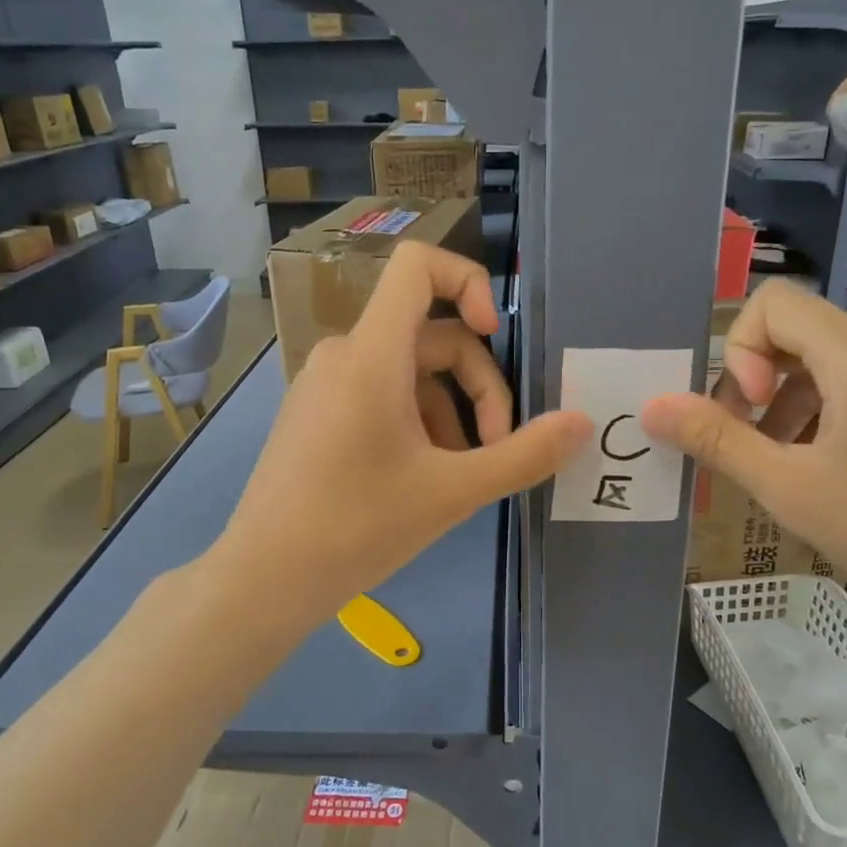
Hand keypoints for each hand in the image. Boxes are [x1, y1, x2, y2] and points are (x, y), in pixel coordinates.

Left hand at [214, 243, 591, 629]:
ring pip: (408, 373)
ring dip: (450, 412)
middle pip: (431, 336)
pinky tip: (423, 477)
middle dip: (478, 387)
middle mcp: (343, 355)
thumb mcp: (454, 493)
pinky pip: (378, 395)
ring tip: (461, 474)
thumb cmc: (357, 527)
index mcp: (372, 354)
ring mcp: (324, 385)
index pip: (418, 267)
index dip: (469, 281)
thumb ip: (524, 454)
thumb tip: (582, 424)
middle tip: (496, 450)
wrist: (264, 579)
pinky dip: (415, 421)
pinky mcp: (315, 414)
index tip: (495, 336)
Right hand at [642, 280, 846, 645]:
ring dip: (796, 402)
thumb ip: (714, 439)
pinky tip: (841, 469)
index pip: (775, 304)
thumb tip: (651, 406)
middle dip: (762, 382)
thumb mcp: (787, 487)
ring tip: (793, 466)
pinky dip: (838, 410)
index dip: (741, 350)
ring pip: (839, 361)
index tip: (749, 413)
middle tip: (755, 447)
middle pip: (805, 333)